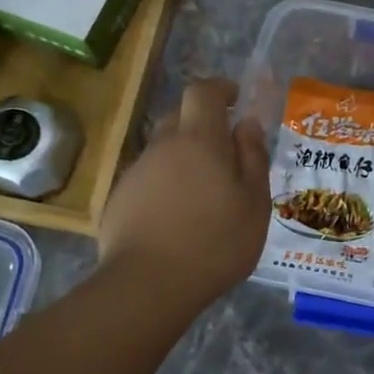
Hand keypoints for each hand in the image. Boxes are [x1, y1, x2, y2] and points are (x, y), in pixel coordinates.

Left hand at [97, 77, 269, 308]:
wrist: (149, 284)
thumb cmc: (216, 242)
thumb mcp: (254, 203)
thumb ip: (253, 158)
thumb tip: (246, 124)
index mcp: (200, 140)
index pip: (203, 92)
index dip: (219, 89)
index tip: (235, 99)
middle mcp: (163, 146)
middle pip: (179, 117)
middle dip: (202, 124)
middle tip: (225, 154)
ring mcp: (136, 172)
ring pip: (163, 150)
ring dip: (183, 159)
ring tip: (203, 195)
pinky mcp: (119, 199)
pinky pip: (148, 179)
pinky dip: (165, 186)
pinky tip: (177, 218)